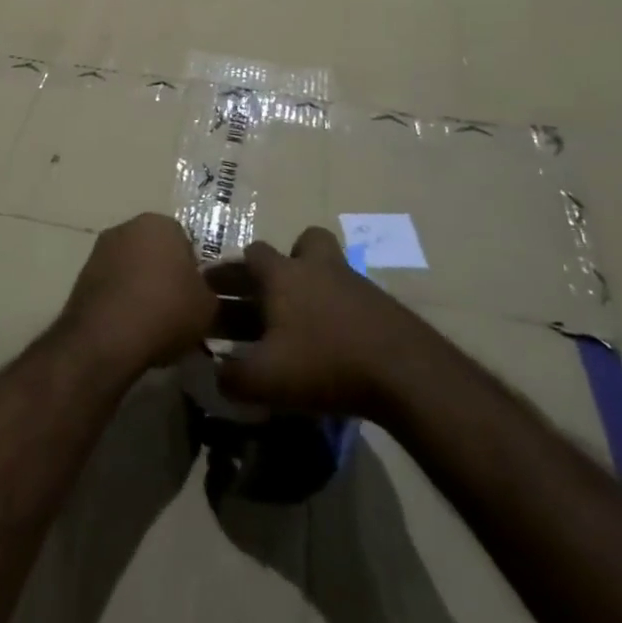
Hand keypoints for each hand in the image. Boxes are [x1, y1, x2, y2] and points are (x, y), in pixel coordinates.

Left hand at [59, 214, 216, 375]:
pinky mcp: (82, 274)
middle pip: (154, 252)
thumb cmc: (166, 311)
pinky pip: (112, 285)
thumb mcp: (207, 306)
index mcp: (160, 223)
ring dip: (140, 288)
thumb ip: (206, 291)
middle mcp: (127, 227)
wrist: (108, 336)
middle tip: (174, 309)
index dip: (192, 272)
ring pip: (131, 268)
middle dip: (163, 275)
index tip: (193, 297)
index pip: (184, 242)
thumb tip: (198, 293)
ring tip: (151, 323)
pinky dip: (120, 301)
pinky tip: (128, 327)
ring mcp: (100, 249)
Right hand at [217, 227, 418, 416]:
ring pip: (329, 267)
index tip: (216, 289)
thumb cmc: (324, 363)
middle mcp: (316, 266)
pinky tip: (333, 343)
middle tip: (266, 295)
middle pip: (299, 244)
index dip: (231, 270)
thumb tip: (217, 374)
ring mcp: (353, 282)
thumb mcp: (266, 379)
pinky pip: (350, 297)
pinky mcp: (381, 305)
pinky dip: (337, 312)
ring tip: (301, 321)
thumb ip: (232, 377)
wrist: (405, 373)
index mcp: (282, 274)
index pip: (251, 254)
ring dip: (312, 285)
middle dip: (281, 265)